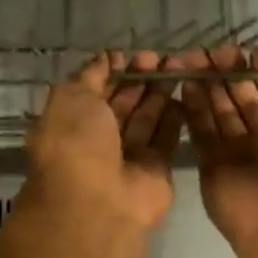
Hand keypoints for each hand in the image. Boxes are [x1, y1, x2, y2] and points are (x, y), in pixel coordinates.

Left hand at [26, 51, 183, 233]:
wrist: (99, 202)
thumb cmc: (76, 143)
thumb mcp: (72, 97)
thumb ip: (90, 75)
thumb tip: (107, 58)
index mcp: (72, 121)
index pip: (95, 90)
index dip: (114, 71)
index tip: (134, 55)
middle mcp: (98, 139)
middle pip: (124, 102)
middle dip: (141, 78)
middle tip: (162, 58)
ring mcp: (128, 155)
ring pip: (147, 117)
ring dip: (160, 92)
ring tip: (179, 67)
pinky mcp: (156, 168)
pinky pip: (166, 137)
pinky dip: (175, 116)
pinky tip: (185, 92)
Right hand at [175, 45, 257, 257]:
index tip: (243, 50)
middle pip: (243, 96)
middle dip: (228, 72)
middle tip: (210, 50)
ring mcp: (238, 151)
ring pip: (219, 110)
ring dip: (207, 84)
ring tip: (190, 58)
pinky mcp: (212, 164)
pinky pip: (200, 130)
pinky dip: (192, 106)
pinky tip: (184, 81)